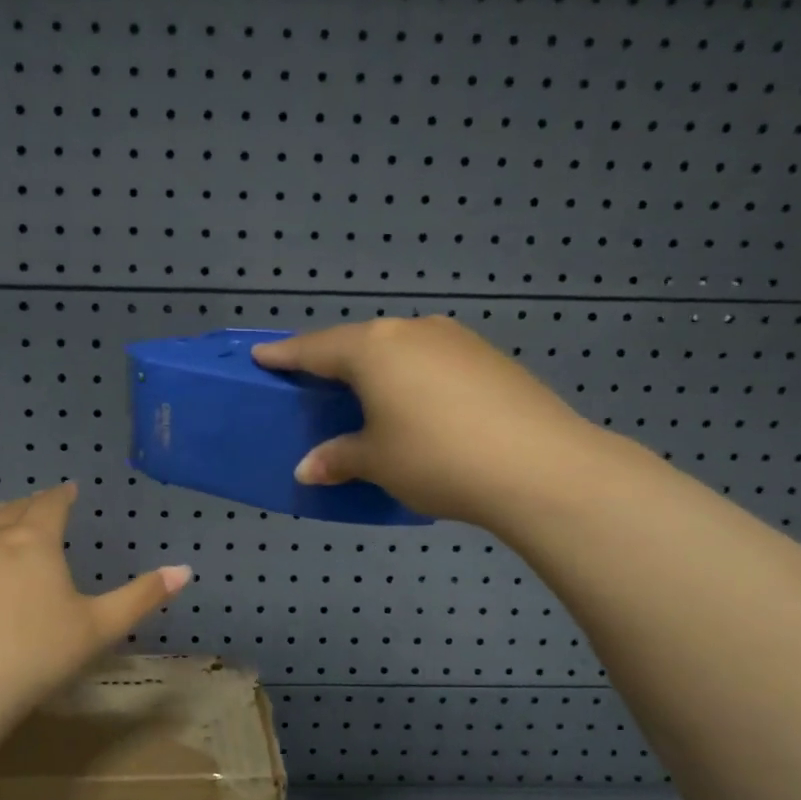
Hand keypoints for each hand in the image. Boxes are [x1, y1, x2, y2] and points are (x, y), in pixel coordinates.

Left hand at [0, 483, 189, 744]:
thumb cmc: (33, 657)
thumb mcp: (97, 629)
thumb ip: (141, 596)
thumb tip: (185, 569)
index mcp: (34, 541)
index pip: (51, 504)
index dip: (63, 495)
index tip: (70, 490)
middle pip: (13, 511)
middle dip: (30, 507)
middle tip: (41, 507)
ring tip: (3, 519)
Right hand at [252, 317, 599, 527]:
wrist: (538, 466)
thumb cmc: (436, 458)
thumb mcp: (377, 462)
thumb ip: (338, 458)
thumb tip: (309, 468)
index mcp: (374, 350)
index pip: (316, 349)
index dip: (285, 355)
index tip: (261, 355)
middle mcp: (412, 331)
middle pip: (359, 343)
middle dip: (333, 360)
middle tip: (313, 379)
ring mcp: (456, 340)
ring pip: (400, 349)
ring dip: (377, 369)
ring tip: (366, 394)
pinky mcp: (489, 358)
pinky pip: (432, 362)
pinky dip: (412, 378)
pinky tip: (417, 405)